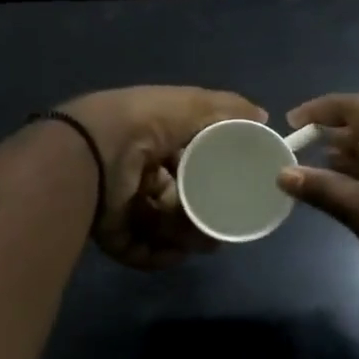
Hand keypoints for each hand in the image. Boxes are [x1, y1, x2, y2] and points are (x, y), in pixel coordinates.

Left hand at [59, 86, 265, 268]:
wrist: (96, 149)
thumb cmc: (148, 121)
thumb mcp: (194, 104)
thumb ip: (229, 108)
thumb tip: (262, 118)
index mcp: (152, 140)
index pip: (186, 160)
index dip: (209, 174)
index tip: (233, 189)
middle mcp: (135, 170)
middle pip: (176, 198)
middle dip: (201, 215)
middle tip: (220, 228)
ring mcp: (119, 203)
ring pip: (161, 226)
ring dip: (185, 236)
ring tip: (201, 242)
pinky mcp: (109, 231)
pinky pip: (139, 249)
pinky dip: (159, 254)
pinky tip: (177, 253)